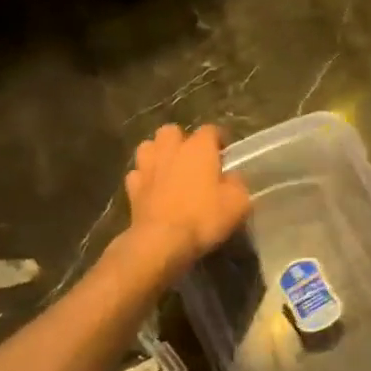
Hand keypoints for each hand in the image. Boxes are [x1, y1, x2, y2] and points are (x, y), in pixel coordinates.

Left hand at [122, 124, 251, 279]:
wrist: (161, 241)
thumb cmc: (204, 217)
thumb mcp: (238, 203)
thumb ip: (237, 183)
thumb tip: (231, 177)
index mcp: (198, 148)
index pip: (210, 130)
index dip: (218, 139)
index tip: (225, 153)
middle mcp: (171, 150)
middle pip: (171, 131)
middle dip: (181, 140)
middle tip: (192, 159)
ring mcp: (147, 167)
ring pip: (148, 147)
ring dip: (157, 154)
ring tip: (167, 168)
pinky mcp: (132, 188)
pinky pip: (137, 174)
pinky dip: (144, 178)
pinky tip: (151, 189)